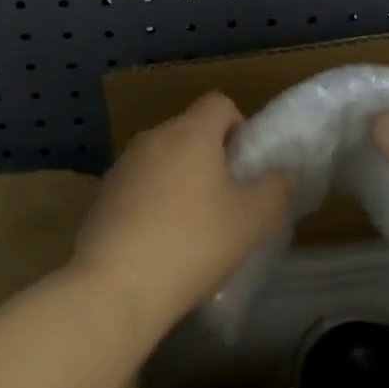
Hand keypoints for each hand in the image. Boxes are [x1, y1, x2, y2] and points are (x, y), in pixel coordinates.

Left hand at [74, 92, 293, 336]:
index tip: (245, 164)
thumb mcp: (251, 221)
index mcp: (191, 132)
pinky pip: (138, 184)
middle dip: (210, 156)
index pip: (219, 103)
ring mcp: (123, 164)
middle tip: (226, 199)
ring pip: (163, 157)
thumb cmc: (193, 243)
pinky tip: (159, 242)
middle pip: (190, 129)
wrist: (115, 285)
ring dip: (180, 178)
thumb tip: (285, 172)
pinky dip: (153, 200)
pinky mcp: (103, 194)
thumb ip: (276, 190)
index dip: (239, 125)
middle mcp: (154, 136)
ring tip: (193, 225)